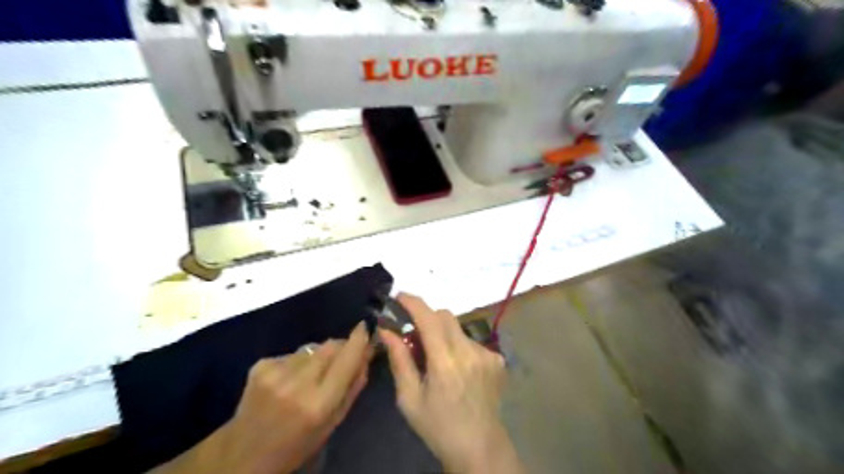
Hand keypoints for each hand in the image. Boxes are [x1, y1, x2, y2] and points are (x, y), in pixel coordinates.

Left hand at [153, 323, 369, 473]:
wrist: (242, 454)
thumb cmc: (296, 445)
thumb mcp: (332, 424)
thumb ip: (353, 387)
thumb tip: (367, 354)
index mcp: (318, 404)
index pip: (346, 360)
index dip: (358, 340)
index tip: (366, 326)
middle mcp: (297, 383)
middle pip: (330, 346)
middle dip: (341, 347)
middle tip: (342, 358)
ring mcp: (275, 372)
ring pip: (312, 348)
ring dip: (318, 357)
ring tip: (309, 378)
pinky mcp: (260, 365)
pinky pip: (292, 353)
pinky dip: (297, 362)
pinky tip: (288, 380)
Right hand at [381, 295, 524, 470]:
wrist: (478, 447)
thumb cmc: (437, 426)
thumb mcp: (409, 398)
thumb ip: (399, 360)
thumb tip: (386, 331)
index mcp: (445, 362)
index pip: (429, 318)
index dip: (413, 302)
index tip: (399, 297)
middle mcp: (469, 351)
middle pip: (445, 316)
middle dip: (427, 318)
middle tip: (414, 337)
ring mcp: (487, 354)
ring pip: (458, 329)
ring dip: (443, 335)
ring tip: (438, 360)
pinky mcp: (497, 359)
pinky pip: (472, 342)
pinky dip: (459, 347)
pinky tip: (458, 370)